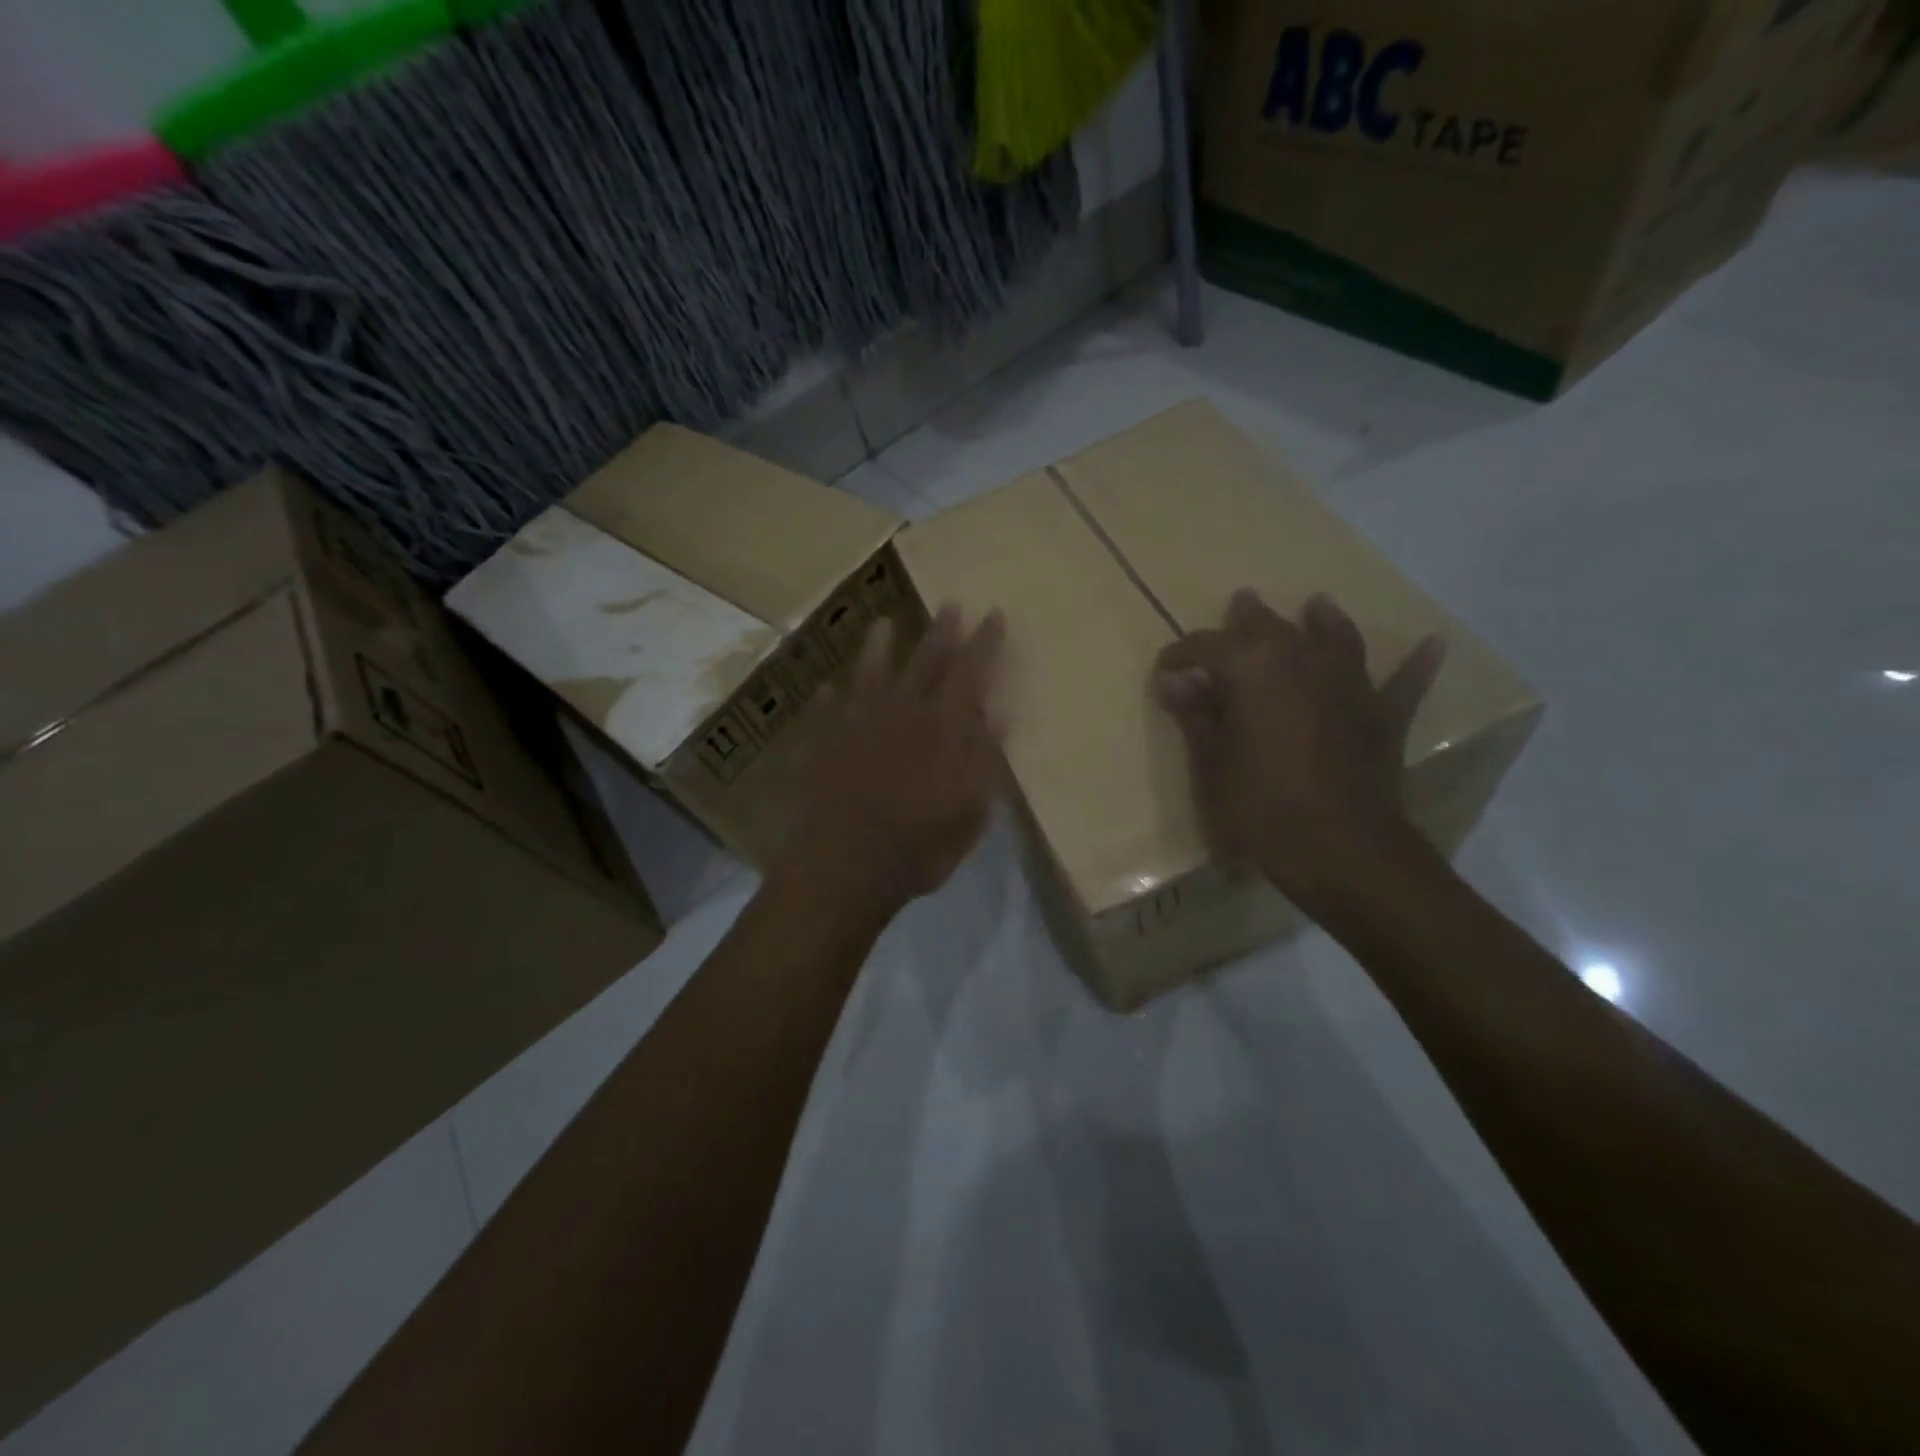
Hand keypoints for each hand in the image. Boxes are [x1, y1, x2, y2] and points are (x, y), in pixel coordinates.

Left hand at [776, 604, 1005, 921]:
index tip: (994, 614)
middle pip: (923, 662)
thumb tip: (998, 715)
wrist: (841, 868)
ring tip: (883, 622)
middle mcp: (899, 713)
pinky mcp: (823, 743)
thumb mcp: (969, 812)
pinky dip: (833, 694)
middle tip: (949, 604)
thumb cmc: (917, 847)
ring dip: (879, 646)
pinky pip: (828, 707)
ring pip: (870, 673)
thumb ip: (984, 760)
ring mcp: (856, 724)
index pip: (969, 672)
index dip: (984, 643)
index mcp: (941, 728)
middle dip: (940, 632)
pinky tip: (830, 686)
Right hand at [1154, 589, 1444, 918]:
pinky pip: (1404, 682)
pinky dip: (1416, 663)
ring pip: (1335, 638)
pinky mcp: (1383, 716)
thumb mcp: (1212, 764)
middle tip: (1238, 604)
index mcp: (1252, 669)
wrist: (1341, 850)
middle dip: (1247, 618)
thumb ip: (1195, 715)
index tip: (1164, 671)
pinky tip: (1433, 643)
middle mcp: (1302, 661)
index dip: (1181, 655)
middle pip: (1270, 628)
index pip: (1207, 647)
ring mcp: (1350, 685)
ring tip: (1317, 604)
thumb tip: (1173, 678)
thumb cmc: (1261, 807)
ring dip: (1324, 620)